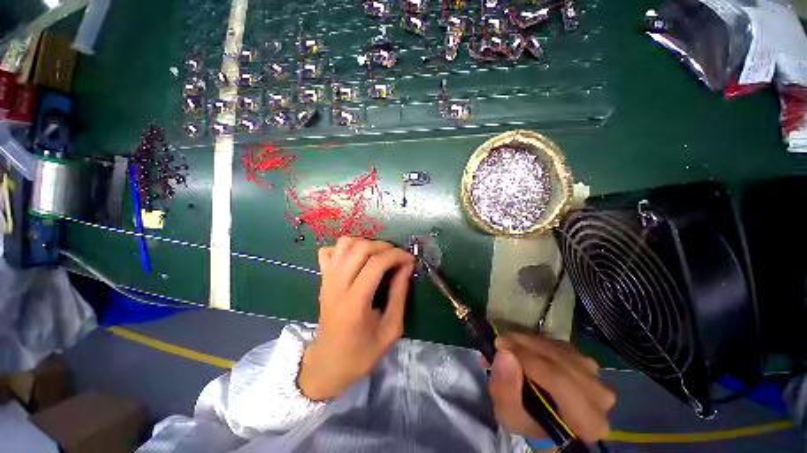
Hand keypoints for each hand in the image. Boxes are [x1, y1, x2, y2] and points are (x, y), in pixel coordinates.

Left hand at [299, 237, 414, 400]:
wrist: (327, 365)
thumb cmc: (361, 353)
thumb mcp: (390, 329)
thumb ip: (399, 295)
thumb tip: (407, 267)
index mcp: (355, 302)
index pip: (376, 263)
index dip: (397, 255)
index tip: (410, 259)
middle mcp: (338, 285)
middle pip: (360, 248)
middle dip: (384, 246)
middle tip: (397, 257)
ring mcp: (327, 280)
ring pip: (344, 243)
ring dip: (365, 243)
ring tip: (379, 254)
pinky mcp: (322, 279)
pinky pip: (329, 251)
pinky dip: (345, 248)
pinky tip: (357, 258)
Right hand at [489, 333, 614, 443]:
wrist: (547, 419)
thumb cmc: (530, 423)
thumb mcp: (509, 415)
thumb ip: (505, 389)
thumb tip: (504, 354)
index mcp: (588, 422)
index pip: (560, 381)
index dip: (528, 358)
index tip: (501, 345)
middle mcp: (600, 397)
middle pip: (561, 361)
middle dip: (526, 346)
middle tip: (502, 341)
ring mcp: (596, 376)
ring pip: (560, 350)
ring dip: (531, 342)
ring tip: (511, 344)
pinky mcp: (587, 361)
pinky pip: (560, 345)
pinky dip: (539, 342)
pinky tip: (526, 347)